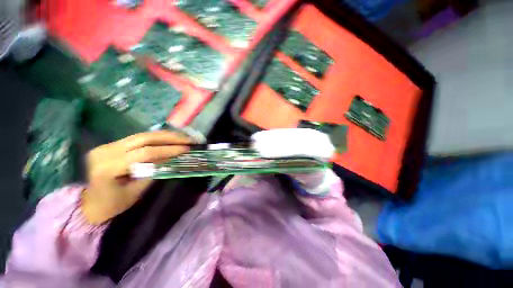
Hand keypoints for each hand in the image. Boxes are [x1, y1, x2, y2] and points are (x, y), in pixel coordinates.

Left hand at [82, 131, 191, 223]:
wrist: (91, 203)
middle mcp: (105, 152)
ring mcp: (106, 146)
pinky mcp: (111, 144)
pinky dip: (156, 138)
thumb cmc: (114, 204)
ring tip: (182, 136)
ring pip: (141, 135)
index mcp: (108, 167)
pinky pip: (137, 138)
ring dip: (165, 135)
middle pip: (143, 138)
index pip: (144, 153)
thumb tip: (172, 158)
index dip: (168, 150)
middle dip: (169, 138)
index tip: (186, 149)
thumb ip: (154, 172)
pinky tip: (169, 138)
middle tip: (188, 139)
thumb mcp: (137, 191)